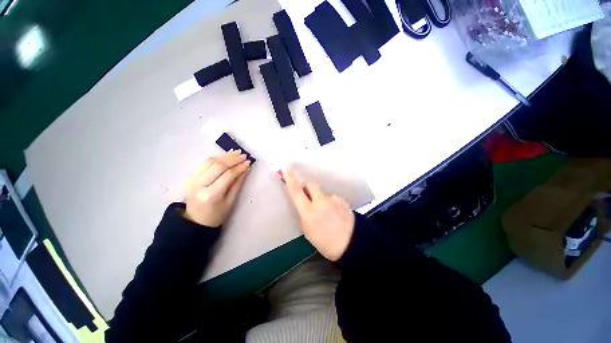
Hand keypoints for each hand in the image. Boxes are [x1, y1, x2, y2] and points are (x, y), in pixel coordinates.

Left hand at [184, 150, 250, 226]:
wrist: (195, 221)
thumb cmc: (217, 215)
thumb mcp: (230, 202)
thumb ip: (238, 184)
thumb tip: (246, 169)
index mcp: (211, 195)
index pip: (227, 175)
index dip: (239, 167)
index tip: (248, 162)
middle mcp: (199, 185)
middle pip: (218, 166)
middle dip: (233, 159)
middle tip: (244, 155)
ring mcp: (192, 180)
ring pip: (209, 162)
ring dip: (224, 156)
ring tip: (236, 153)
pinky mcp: (190, 177)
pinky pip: (203, 163)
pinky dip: (215, 158)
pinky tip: (225, 156)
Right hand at [284, 169, 354, 260]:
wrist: (352, 244)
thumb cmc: (325, 243)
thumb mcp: (308, 231)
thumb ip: (304, 214)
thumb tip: (305, 204)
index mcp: (309, 211)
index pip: (296, 191)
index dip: (290, 179)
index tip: (286, 168)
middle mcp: (321, 201)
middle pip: (311, 184)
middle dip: (308, 188)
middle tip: (309, 197)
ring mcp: (334, 199)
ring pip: (323, 194)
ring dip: (322, 200)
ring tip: (328, 214)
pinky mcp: (343, 200)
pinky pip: (333, 199)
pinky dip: (331, 204)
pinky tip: (336, 215)